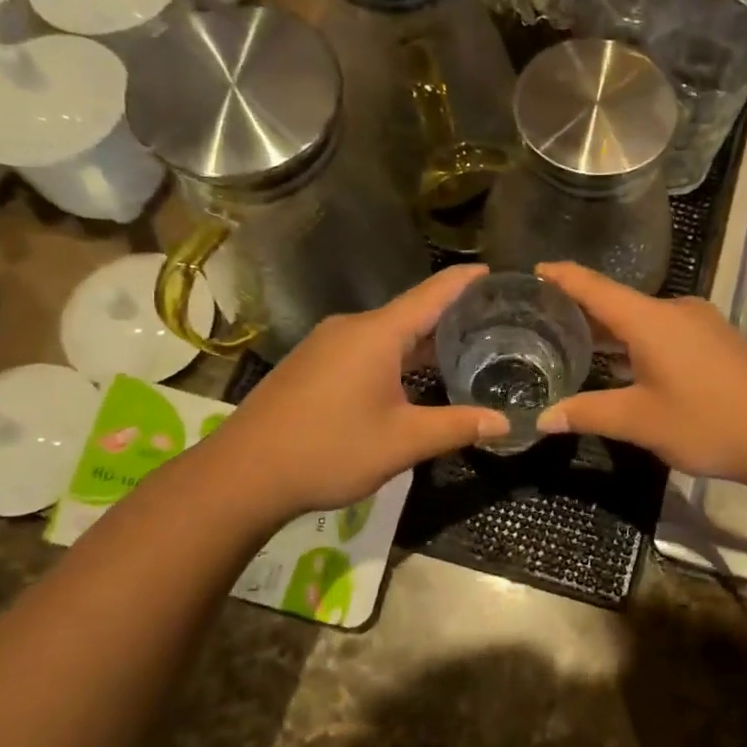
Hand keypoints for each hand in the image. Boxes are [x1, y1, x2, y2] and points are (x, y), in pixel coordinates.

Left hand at [214, 266, 507, 519]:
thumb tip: (504, 422)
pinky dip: (397, 355)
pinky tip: (413, 377)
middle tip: (494, 324)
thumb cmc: (329, 450)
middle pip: (411, 312)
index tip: (495, 271)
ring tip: (463, 350)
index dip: (466, 281)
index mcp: (377, 334)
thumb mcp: (402, 442)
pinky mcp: (312, 364)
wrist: (242, 474)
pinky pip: (366, 348)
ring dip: (423, 340)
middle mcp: (351, 328)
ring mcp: (327, 345)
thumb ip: (457, 427)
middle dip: (452, 316)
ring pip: (387, 333)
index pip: (433, 293)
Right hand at [533, 262, 746, 484]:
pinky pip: (666, 330)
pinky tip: (627, 363)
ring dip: (613, 330)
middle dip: (583, 311)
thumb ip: (588, 414)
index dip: (563, 277)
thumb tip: (542, 419)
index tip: (535, 269)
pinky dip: (639, 341)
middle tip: (544, 321)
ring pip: (644, 319)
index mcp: (650, 319)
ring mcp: (701, 322)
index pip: (595, 288)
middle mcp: (675, 309)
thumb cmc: (707, 422)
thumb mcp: (640, 422)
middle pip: (619, 302)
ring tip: (578, 344)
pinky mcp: (717, 339)